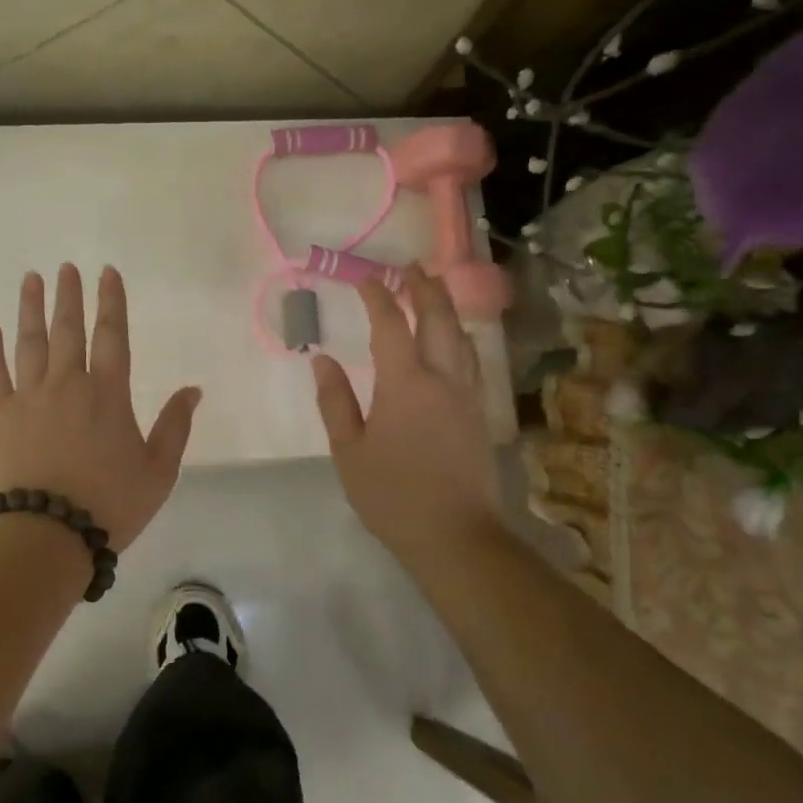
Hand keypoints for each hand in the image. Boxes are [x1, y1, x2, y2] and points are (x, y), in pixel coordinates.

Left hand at [0, 264, 200, 550]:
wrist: (46, 535)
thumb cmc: (109, 505)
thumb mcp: (158, 471)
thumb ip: (175, 426)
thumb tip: (193, 389)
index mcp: (108, 394)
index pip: (112, 335)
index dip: (111, 301)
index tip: (107, 272)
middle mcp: (67, 384)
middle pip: (68, 329)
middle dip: (68, 295)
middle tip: (65, 268)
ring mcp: (28, 397)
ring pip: (30, 342)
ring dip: (31, 309)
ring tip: (32, 280)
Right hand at [312, 268, 505, 562]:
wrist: (456, 535)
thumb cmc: (392, 494)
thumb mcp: (349, 451)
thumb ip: (335, 402)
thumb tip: (322, 360)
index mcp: (405, 384)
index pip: (391, 326)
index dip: (378, 297)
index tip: (365, 278)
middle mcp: (442, 378)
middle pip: (438, 319)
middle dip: (424, 288)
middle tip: (411, 267)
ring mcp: (467, 395)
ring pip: (461, 337)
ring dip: (446, 308)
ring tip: (434, 292)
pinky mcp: (479, 413)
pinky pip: (470, 360)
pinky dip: (458, 337)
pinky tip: (452, 342)